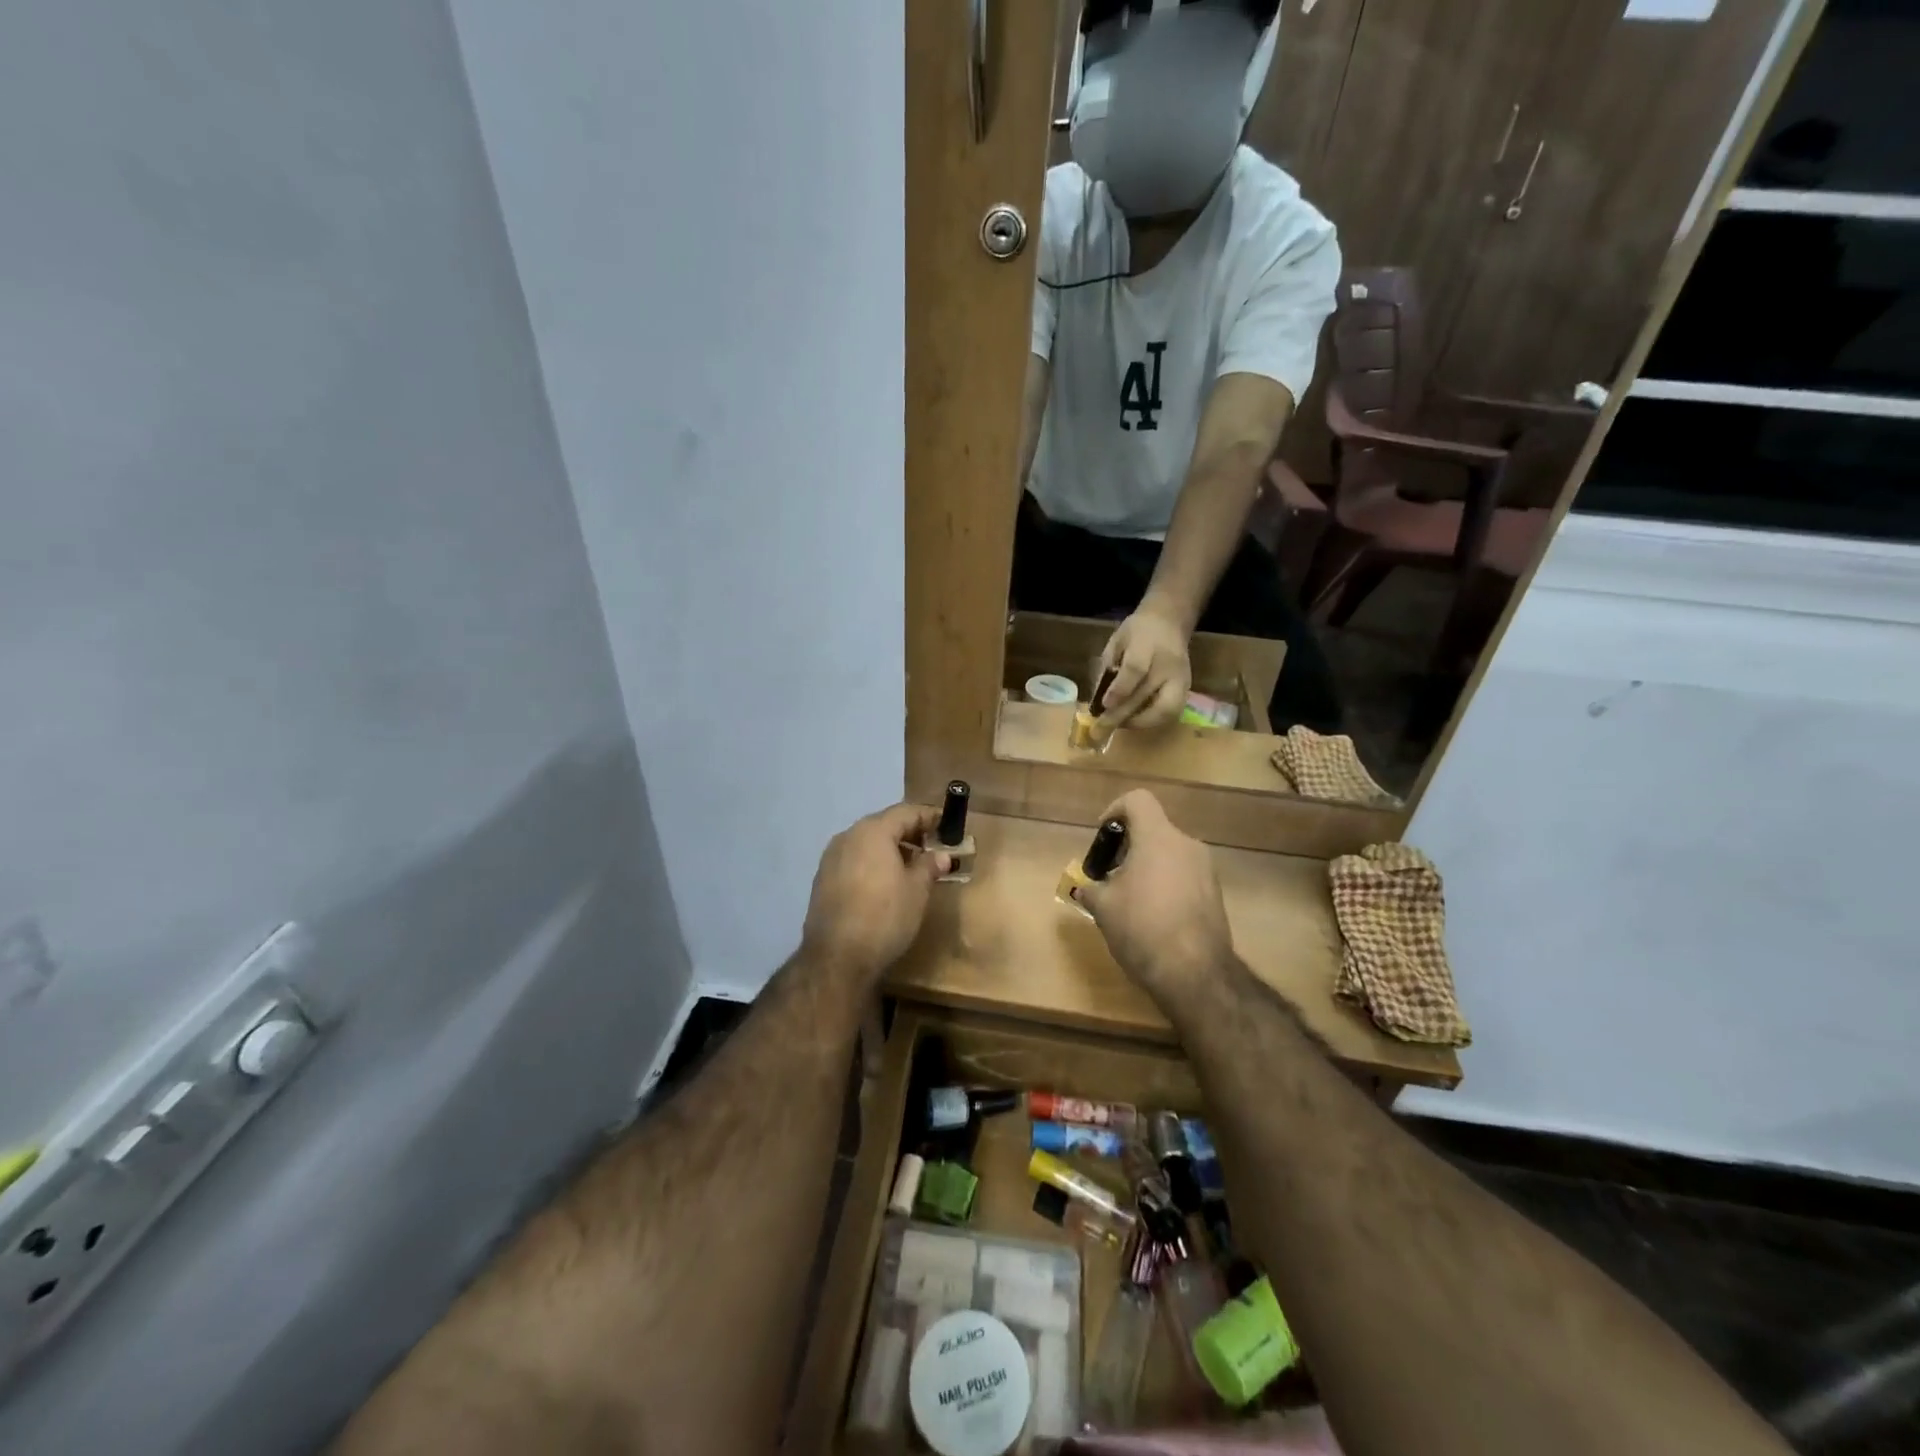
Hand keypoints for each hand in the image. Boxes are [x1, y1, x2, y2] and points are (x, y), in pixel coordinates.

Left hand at [801, 802, 949, 985]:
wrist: (837, 958)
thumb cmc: (885, 916)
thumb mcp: (917, 890)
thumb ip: (929, 865)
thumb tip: (941, 855)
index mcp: (872, 832)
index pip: (905, 812)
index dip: (928, 816)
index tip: (946, 824)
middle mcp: (848, 836)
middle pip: (884, 824)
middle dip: (909, 832)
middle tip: (932, 845)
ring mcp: (831, 858)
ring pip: (867, 843)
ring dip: (890, 848)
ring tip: (912, 866)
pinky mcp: (822, 879)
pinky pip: (854, 860)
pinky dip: (872, 862)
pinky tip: (886, 882)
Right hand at [1074, 790, 1231, 1007]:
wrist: (1195, 973)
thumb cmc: (1141, 928)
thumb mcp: (1102, 907)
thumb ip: (1090, 887)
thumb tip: (1086, 886)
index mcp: (1158, 838)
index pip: (1137, 800)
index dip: (1114, 810)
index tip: (1103, 837)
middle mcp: (1187, 845)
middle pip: (1153, 829)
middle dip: (1127, 847)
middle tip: (1109, 875)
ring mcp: (1206, 870)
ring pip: (1169, 854)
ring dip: (1146, 866)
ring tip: (1128, 899)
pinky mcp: (1215, 894)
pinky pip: (1183, 875)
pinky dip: (1165, 884)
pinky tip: (1152, 916)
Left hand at [1098, 606, 1191, 729]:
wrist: (1169, 622)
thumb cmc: (1136, 632)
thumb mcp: (1116, 642)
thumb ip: (1107, 668)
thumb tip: (1097, 701)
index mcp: (1147, 643)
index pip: (1135, 669)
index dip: (1119, 690)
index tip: (1103, 706)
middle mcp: (1169, 663)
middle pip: (1146, 694)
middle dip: (1121, 715)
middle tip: (1101, 728)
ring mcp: (1182, 678)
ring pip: (1166, 710)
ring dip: (1140, 723)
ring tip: (1119, 726)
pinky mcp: (1187, 689)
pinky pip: (1172, 713)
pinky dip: (1152, 721)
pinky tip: (1135, 721)